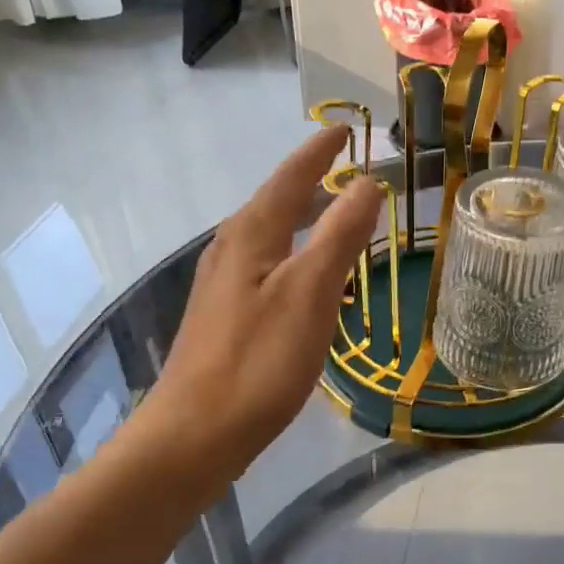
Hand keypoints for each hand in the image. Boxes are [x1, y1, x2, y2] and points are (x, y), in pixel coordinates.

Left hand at [140, 127, 381, 482]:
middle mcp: (231, 251)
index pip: (290, 178)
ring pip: (271, 237)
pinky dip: (295, 256)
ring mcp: (224, 286)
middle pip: (275, 203)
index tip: (345, 130)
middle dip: (312, 183)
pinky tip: (310, 280)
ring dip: (304, 220)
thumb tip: (367, 182)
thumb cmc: (258, 361)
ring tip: (336, 217)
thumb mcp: (310, 293)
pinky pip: (268, 268)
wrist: (196, 433)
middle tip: (349, 172)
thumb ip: (339, 235)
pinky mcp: (226, 317)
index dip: (319, 152)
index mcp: (250, 235)